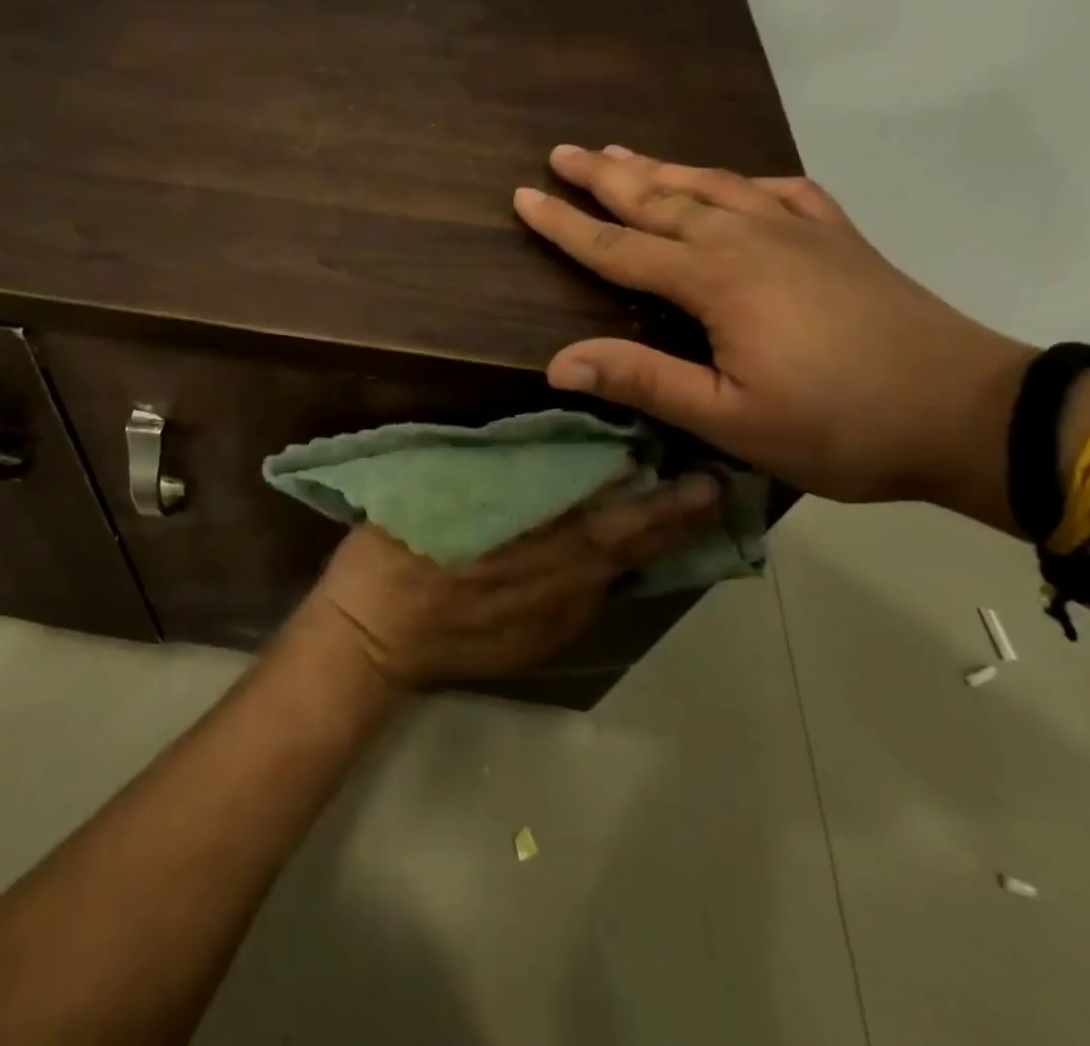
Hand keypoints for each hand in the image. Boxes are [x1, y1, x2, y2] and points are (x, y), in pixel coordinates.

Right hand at [298, 475, 721, 688]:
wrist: (373, 638)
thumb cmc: (394, 554)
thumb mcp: (432, 494)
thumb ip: (488, 472)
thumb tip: (530, 449)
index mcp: (530, 542)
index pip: (610, 518)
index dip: (658, 499)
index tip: (698, 474)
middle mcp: (556, 583)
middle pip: (629, 549)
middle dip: (676, 521)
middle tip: (716, 490)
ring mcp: (552, 618)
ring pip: (614, 577)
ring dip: (649, 546)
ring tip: (681, 517)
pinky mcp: (541, 641)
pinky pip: (588, 600)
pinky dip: (611, 575)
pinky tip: (615, 559)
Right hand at [513, 145, 1033, 514]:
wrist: (972, 415)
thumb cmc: (840, 425)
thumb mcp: (730, 418)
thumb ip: (643, 381)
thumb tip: (557, 362)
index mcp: (716, 280)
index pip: (619, 246)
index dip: (566, 223)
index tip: (523, 196)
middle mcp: (748, 239)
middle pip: (660, 198)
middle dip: (605, 175)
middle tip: (563, 152)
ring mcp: (799, 232)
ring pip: (713, 185)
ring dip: (662, 167)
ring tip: (624, 151)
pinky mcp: (838, 239)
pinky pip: (779, 192)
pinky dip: (744, 180)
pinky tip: (735, 182)